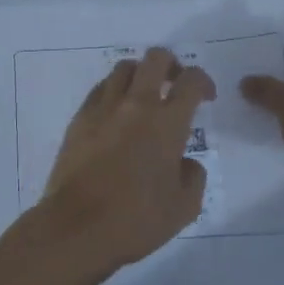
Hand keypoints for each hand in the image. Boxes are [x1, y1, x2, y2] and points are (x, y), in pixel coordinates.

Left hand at [31, 47, 215, 280]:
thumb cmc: (136, 219)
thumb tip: (186, 162)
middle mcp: (136, 105)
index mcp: (167, 123)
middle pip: (155, 59)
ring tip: (144, 95)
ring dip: (140, 74)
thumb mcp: (184, 207)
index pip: (190, 81)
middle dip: (171, 64)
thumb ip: (193, 177)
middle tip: (175, 83)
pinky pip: (100, 89)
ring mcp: (104, 108)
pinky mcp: (79, 118)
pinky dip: (114, 91)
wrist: (77, 226)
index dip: (203, 81)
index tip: (206, 96)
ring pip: (124, 68)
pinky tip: (117, 112)